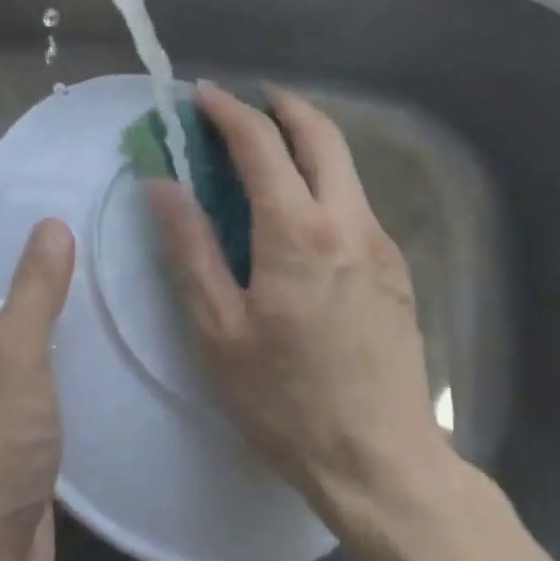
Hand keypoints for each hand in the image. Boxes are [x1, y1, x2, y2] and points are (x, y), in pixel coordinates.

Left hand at [0, 221, 74, 560]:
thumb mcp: (12, 359)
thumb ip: (33, 288)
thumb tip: (49, 224)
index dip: (8, 222)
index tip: (63, 198)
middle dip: (40, 263)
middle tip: (100, 232)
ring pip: (15, 327)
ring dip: (53, 309)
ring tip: (111, 271)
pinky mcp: (0, 420)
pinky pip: (28, 368)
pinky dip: (57, 351)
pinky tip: (102, 333)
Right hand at [147, 83, 444, 526]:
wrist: (383, 465)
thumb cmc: (287, 402)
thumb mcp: (219, 331)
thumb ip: (190, 249)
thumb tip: (163, 186)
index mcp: (299, 232)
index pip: (262, 143)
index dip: (228, 111)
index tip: (201, 95)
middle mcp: (348, 221)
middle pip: (321, 133)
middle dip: (280, 105)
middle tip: (244, 103)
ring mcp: (381, 242)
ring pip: (344, 163)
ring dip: (304, 139)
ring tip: (264, 150)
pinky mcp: (396, 266)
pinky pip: (354, 199)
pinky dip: (322, 177)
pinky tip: (296, 210)